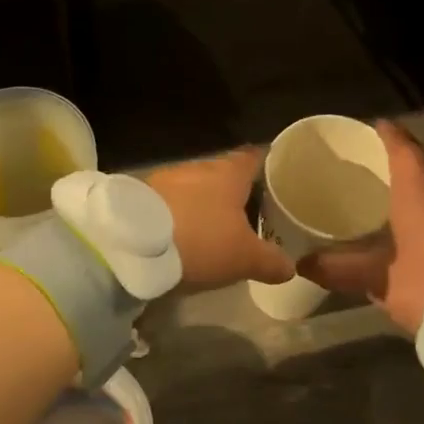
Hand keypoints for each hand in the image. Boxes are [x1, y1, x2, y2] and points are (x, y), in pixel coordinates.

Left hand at [144, 148, 293, 289]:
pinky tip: (182, 233)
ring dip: (203, 204)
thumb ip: (271, 260)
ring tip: (214, 227)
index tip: (278, 178)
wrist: (132, 244)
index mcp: (229, 172)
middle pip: (224, 174)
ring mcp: (166, 178)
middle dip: (235, 192)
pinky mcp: (141, 195)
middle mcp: (199, 167)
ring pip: (194, 187)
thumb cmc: (200, 241)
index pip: (255, 157)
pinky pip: (170, 201)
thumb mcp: (244, 258)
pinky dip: (179, 214)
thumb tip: (290, 266)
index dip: (269, 166)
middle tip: (250, 212)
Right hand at [302, 121, 423, 335]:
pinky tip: (407, 229)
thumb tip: (302, 263)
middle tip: (372, 161)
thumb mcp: (377, 279)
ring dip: (414, 189)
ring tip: (385, 193)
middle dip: (400, 161)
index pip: (405, 152)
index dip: (390, 136)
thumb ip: (338, 269)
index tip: (374, 125)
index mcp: (421, 196)